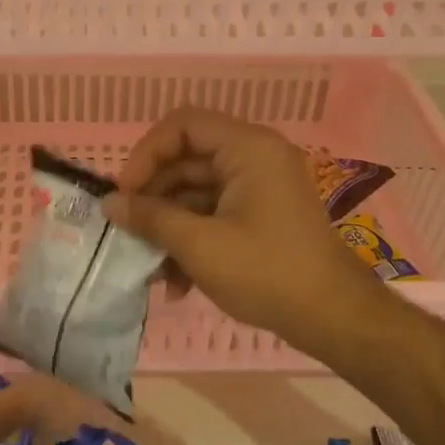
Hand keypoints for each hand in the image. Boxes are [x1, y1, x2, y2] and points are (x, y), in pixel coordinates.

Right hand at [104, 107, 381, 353]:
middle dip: (154, 200)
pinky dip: (192, 241)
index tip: (126, 194)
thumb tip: (109, 204)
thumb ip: (151, 218)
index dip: (146, 154)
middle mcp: (254, 157)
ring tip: (151, 271)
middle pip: (186, 161)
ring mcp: (259, 188)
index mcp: (247, 148)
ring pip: (196, 193)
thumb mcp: (199, 245)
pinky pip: (214, 214)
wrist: (335, 319)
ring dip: (169, 228)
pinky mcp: (261, 216)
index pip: (182, 125)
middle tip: (128, 234)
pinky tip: (176, 284)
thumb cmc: (267, 272)